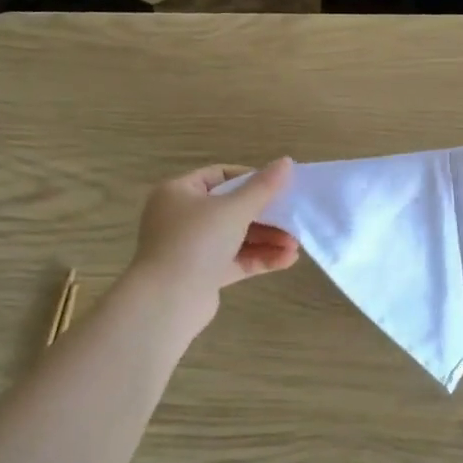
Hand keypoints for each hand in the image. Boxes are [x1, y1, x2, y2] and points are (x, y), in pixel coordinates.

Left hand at [129, 161, 299, 320]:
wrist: (168, 300)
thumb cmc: (197, 241)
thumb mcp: (234, 209)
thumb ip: (263, 187)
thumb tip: (286, 161)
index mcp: (179, 193)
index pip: (219, 176)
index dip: (250, 178)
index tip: (278, 185)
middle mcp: (181, 218)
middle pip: (231, 209)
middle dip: (265, 216)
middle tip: (292, 218)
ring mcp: (191, 248)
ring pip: (235, 237)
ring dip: (266, 239)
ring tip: (295, 245)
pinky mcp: (202, 274)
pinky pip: (234, 260)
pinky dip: (258, 258)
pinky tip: (287, 260)